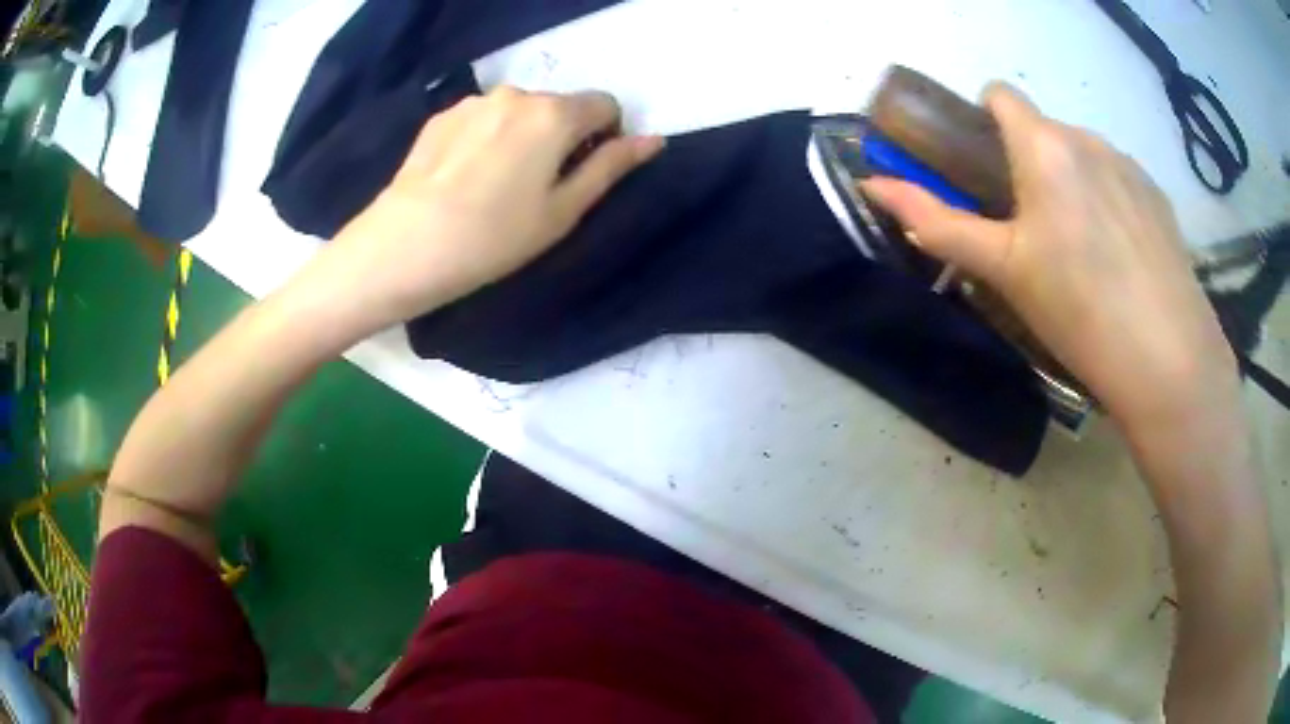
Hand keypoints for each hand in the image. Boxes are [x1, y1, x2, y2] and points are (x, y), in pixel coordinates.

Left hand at [305, 86, 664, 332]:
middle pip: (559, 106)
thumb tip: (653, 140)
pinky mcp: (441, 116)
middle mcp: (517, 94)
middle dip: (561, 136)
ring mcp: (474, 102)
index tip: (582, 173)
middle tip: (536, 187)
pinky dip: (487, 137)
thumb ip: (610, 167)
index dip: (605, 137)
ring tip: (495, 184)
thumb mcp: (563, 211)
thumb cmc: (493, 238)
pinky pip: (483, 118)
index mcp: (554, 114)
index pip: (605, 104)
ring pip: (519, 111)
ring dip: (522, 135)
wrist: (403, 246)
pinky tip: (464, 177)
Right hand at [860, 83, 1236, 428]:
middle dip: (1029, 163)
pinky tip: (1119, 259)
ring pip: (1084, 156)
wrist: (1167, 360)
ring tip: (1083, 252)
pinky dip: (1108, 202)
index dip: (983, 119)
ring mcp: (1129, 166)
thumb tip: (874, 185)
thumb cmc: (1077, 309)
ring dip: (1071, 183)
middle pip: (1044, 130)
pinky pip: (1119, 180)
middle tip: (1033, 231)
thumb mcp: (1002, 269)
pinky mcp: (1158, 198)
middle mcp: (1088, 138)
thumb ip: (938, 222)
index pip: (1000, 94)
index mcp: (1045, 146)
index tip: (986, 168)